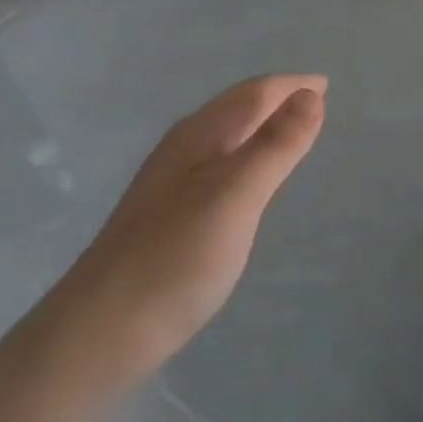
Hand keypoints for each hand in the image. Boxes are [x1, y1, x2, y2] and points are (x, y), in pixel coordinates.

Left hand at [54, 74, 325, 383]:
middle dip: (276, 99)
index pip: (253, 94)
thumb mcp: (236, 196)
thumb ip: (275, 146)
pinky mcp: (167, 216)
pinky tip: (249, 180)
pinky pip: (219, 164)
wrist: (98, 336)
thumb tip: (311, 95)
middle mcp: (182, 150)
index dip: (291, 86)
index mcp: (198, 136)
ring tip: (291, 132)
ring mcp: (171, 184)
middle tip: (316, 101)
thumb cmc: (175, 259)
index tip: (325, 85)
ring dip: (260, 125)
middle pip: (237, 109)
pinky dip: (246, 155)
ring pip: (226, 136)